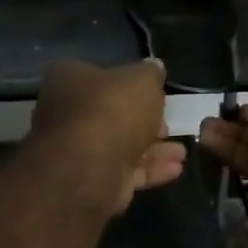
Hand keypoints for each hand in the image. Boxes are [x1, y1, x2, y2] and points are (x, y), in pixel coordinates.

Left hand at [30, 59, 186, 216]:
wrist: (89, 166)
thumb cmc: (112, 110)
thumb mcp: (142, 80)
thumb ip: (151, 73)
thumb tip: (154, 67)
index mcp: (69, 80)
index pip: (101, 77)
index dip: (130, 86)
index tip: (156, 95)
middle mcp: (66, 113)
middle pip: (111, 114)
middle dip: (145, 123)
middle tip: (168, 127)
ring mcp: (76, 150)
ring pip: (120, 146)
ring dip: (153, 150)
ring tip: (181, 153)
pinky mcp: (89, 179)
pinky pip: (123, 171)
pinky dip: (149, 169)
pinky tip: (175, 170)